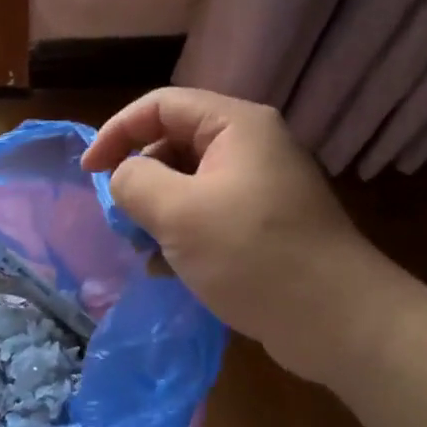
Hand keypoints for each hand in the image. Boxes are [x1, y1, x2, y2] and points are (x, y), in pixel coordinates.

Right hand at [83, 88, 415, 381]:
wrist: (338, 320)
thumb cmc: (253, 256)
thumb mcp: (179, 214)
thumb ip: (135, 182)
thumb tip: (124, 176)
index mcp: (237, 126)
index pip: (161, 105)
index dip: (118, 132)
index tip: (89, 172)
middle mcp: (252, 146)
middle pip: (176, 142)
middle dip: (141, 176)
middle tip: (120, 217)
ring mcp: (262, 187)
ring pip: (191, 183)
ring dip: (159, 210)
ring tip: (143, 247)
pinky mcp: (266, 225)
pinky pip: (211, 214)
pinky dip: (184, 233)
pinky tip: (168, 269)